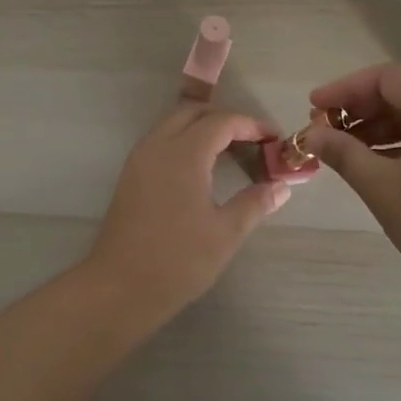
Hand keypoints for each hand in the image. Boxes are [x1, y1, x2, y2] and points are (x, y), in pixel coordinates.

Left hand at [83, 104, 292, 309]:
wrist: (119, 287)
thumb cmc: (178, 260)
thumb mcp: (225, 233)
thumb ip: (254, 203)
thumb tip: (281, 186)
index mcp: (183, 153)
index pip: (221, 122)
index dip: (251, 125)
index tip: (274, 140)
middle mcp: (158, 146)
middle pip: (193, 112)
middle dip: (225, 119)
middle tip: (253, 141)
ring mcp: (140, 159)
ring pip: (173, 123)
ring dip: (202, 127)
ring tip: (231, 151)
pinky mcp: (130, 174)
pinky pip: (161, 141)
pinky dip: (184, 140)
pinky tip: (202, 168)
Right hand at [303, 65, 400, 291]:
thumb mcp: (381, 186)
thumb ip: (342, 153)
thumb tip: (310, 135)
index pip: (384, 78)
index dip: (343, 89)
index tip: (313, 107)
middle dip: (358, 110)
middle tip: (324, 132)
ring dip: (377, 129)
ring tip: (345, 152)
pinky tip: (378, 167)